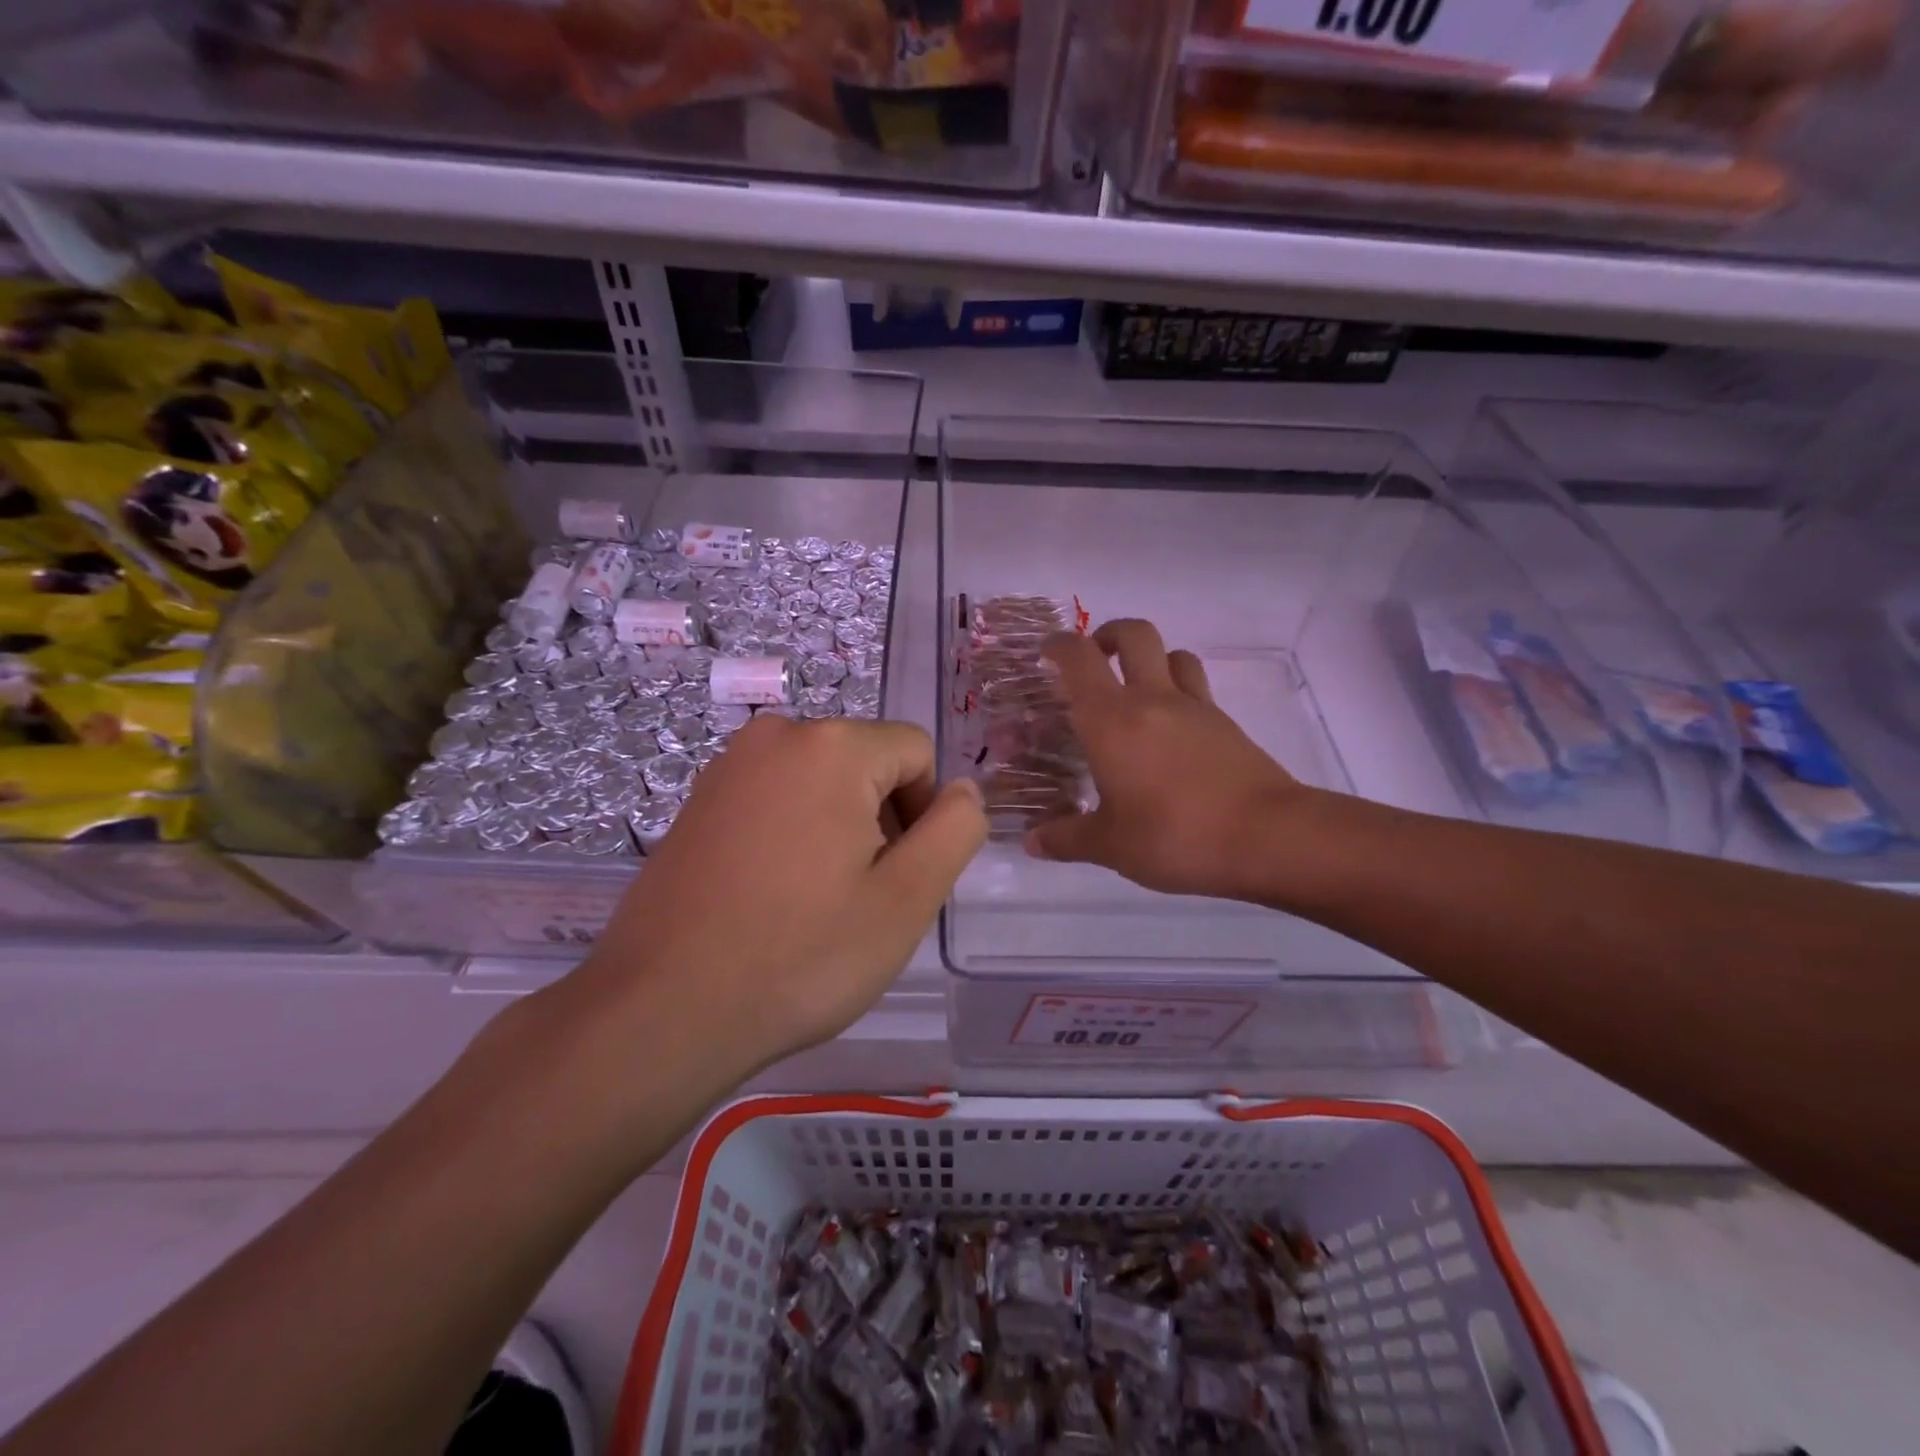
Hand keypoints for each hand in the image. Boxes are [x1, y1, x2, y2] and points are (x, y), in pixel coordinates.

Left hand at [570, 717, 985, 1077]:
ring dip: (839, 831)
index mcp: (832, 745)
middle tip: (859, 898)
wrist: (661, 1009)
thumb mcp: (906, 899)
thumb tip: (964, 790)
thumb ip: (955, 831)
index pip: (917, 752)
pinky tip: (772, 897)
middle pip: (868, 763)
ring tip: (815, 903)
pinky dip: (793, 835)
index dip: (926, 813)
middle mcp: (776, 734)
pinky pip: (776, 798)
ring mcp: (728, 765)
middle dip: (881, 820)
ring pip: (822, 783)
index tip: (899, 878)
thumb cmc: (800, 955)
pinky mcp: (698, 799)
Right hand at [1026, 619, 1311, 900]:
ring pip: (1172, 654)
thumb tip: (1033, 842)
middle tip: (1093, 661)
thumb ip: (1066, 838)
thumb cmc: (1175, 835)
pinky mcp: (1225, 723)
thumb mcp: (1110, 846)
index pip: (1079, 659)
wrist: (1268, 836)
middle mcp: (1151, 699)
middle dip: (1107, 635)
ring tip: (1134, 690)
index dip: (1058, 646)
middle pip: (1133, 634)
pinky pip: (1196, 686)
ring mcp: (1194, 707)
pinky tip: (1170, 729)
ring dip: (1149, 659)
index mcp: (1111, 719)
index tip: (1045, 654)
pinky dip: (1178, 689)